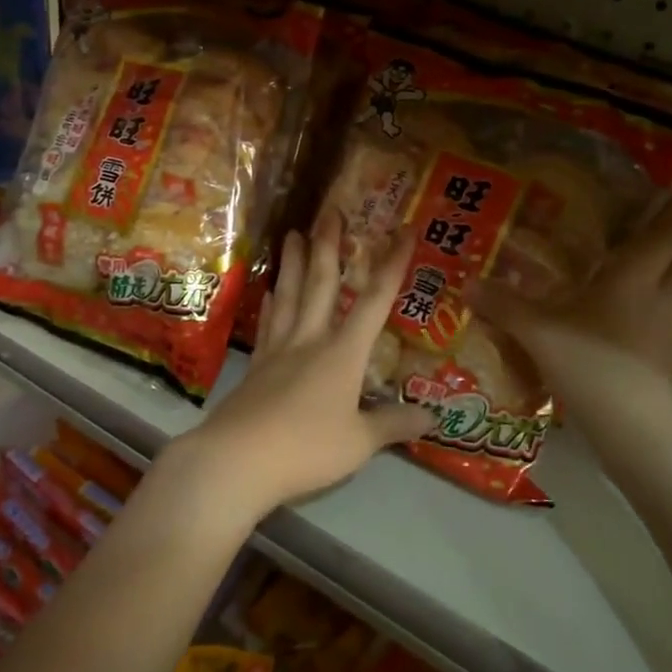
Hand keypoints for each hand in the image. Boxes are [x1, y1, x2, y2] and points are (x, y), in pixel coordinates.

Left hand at [174, 210, 432, 520]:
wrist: (239, 459)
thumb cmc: (307, 449)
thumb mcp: (360, 443)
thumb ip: (394, 425)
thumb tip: (433, 416)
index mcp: (343, 353)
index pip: (375, 300)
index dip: (392, 264)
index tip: (403, 230)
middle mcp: (311, 339)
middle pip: (321, 283)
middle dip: (329, 246)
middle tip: (329, 211)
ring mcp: (279, 350)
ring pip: (289, 295)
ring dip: (293, 263)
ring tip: (292, 233)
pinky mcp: (256, 366)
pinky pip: (268, 324)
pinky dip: (271, 304)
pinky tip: (269, 291)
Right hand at [473, 170, 671, 443]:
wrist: (635, 430)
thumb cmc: (592, 366)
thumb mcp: (537, 332)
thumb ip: (503, 305)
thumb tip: (467, 283)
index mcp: (635, 277)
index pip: (668, 228)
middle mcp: (661, 296)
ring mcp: (671, 328)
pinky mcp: (670, 355)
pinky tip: (654, 308)